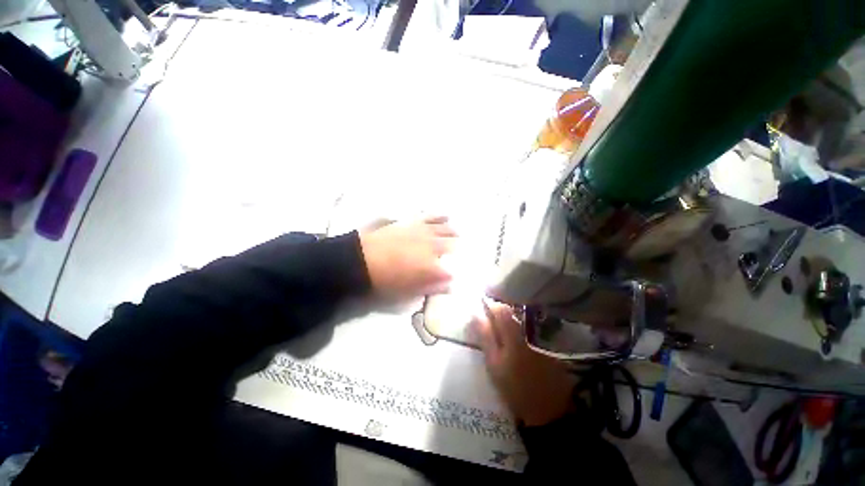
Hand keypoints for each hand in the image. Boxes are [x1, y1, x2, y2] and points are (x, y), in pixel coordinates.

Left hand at [359, 216, 455, 298]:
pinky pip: (432, 217)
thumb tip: (449, 286)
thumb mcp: (409, 291)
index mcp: (433, 267)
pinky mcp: (414, 222)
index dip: (454, 273)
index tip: (455, 274)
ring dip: (453, 232)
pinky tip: (447, 216)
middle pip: (453, 245)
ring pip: (446, 229)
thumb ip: (432, 287)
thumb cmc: (385, 279)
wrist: (363, 258)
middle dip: (458, 249)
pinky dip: (441, 216)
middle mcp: (434, 247)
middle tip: (459, 250)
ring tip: (458, 233)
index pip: (452, 271)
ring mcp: (425, 232)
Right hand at [474, 301, 574, 426]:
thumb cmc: (515, 388)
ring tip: (500, 323)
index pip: (500, 309)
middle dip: (500, 309)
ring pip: (522, 317)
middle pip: (512, 310)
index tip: (481, 305)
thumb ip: (485, 337)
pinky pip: (531, 325)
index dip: (489, 304)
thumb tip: (474, 315)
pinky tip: (516, 334)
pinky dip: (521, 325)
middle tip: (489, 315)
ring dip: (510, 316)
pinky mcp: (548, 342)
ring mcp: (540, 336)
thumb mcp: (494, 364)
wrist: (549, 410)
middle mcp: (528, 329)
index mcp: (513, 333)